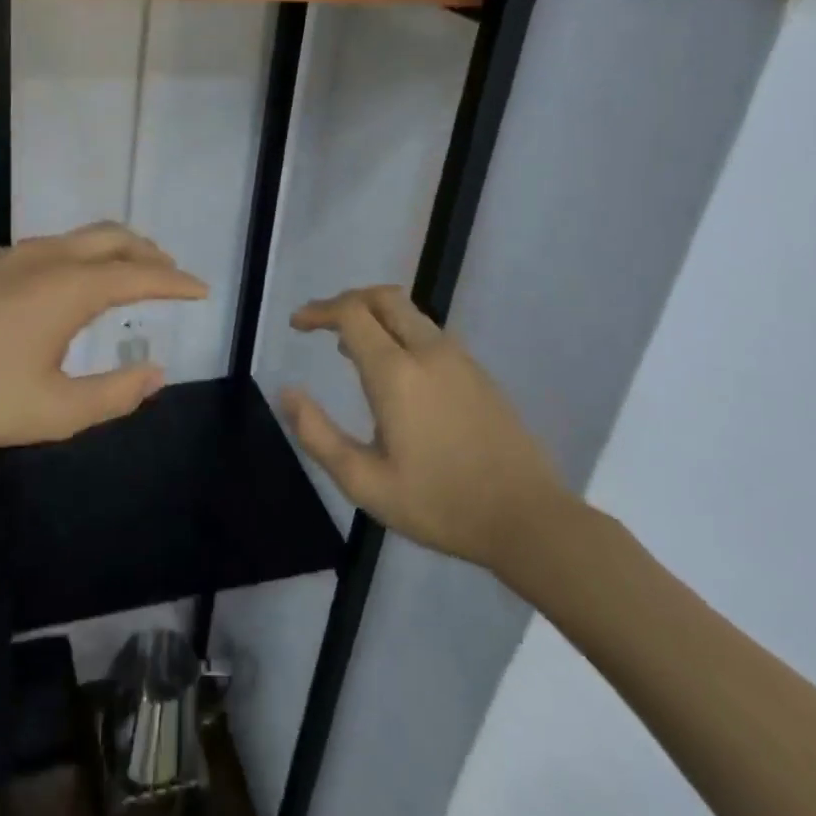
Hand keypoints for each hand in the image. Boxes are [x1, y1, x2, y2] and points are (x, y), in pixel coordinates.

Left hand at [0, 223, 206, 467]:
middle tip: (170, 272)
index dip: (176, 281)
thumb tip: (155, 374)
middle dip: (147, 251)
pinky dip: (76, 258)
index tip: (202, 289)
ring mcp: (6, 257)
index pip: (140, 274)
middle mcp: (43, 258)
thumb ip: (113, 395)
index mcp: (69, 287)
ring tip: (124, 275)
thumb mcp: (53, 412)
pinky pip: (45, 249)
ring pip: (75, 239)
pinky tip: (64, 289)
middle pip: (111, 238)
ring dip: (110, 251)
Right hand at [284, 285, 576, 586]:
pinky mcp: (478, 372)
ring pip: (409, 312)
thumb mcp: (364, 483)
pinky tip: (393, 371)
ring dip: (374, 316)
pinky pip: (429, 333)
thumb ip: (317, 435)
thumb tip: (287, 393)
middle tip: (321, 324)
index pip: (351, 313)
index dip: (319, 310)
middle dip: (346, 301)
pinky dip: (399, 332)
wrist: (528, 518)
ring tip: (349, 348)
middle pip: (383, 297)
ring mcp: (459, 358)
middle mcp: (428, 351)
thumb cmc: (439, 504)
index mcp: (396, 373)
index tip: (297, 325)